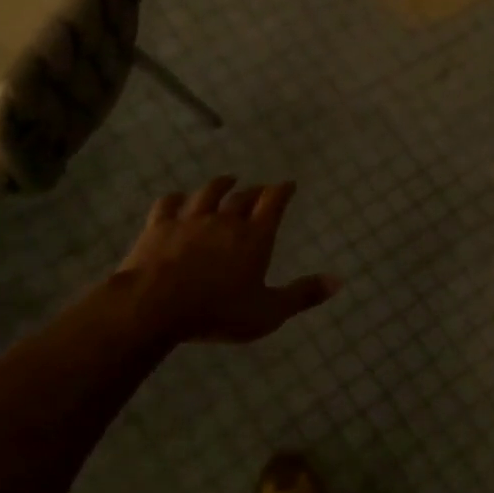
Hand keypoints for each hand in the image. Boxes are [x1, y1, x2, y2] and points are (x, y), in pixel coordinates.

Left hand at [110, 177, 340, 344]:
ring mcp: (189, 220)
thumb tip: (338, 281)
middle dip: (254, 191)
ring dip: (220, 185)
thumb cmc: (218, 311)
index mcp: (254, 237)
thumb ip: (302, 295)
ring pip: (208, 193)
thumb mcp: (268, 312)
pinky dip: (177, 198)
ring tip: (227, 180)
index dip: (283, 191)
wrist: (155, 304)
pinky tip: (178, 198)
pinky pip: (169, 204)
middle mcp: (224, 220)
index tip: (289, 184)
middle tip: (260, 189)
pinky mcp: (158, 226)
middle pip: (242, 197)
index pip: (273, 203)